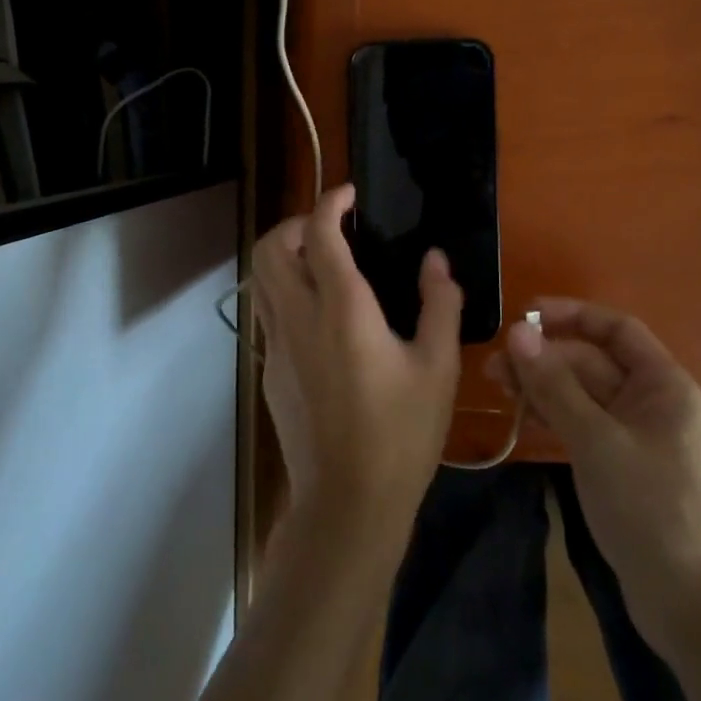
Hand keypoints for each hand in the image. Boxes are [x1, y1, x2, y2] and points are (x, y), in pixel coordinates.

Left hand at [252, 184, 463, 553]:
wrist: (348, 505)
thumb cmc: (401, 435)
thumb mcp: (438, 367)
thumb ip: (440, 304)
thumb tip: (435, 259)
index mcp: (342, 309)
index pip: (319, 233)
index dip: (330, 201)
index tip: (350, 194)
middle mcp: (299, 318)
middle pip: (270, 248)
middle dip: (294, 223)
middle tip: (331, 228)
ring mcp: (276, 346)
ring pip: (260, 279)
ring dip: (284, 255)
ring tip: (323, 262)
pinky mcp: (269, 372)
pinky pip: (267, 312)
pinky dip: (285, 290)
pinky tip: (321, 315)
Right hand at [487, 300, 700, 649]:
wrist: (690, 607)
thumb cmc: (649, 510)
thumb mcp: (595, 441)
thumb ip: (554, 384)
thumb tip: (517, 330)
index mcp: (664, 385)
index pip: (616, 328)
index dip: (571, 314)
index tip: (525, 314)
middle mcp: (654, 401)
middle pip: (593, 362)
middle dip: (546, 358)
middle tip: (495, 367)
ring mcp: (639, 435)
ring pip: (585, 394)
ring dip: (544, 387)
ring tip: (498, 388)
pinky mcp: (624, 464)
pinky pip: (586, 423)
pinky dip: (556, 416)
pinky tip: (523, 418)